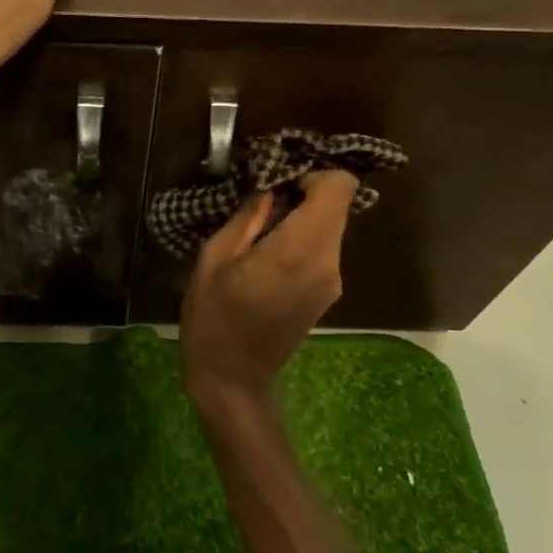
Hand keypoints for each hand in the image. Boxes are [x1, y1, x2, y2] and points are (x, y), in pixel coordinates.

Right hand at [179, 172, 359, 415]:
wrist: (232, 378)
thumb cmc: (212, 317)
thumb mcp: (215, 258)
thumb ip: (248, 217)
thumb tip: (270, 188)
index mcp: (298, 249)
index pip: (339, 187)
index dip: (313, 174)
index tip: (278, 182)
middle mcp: (327, 262)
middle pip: (336, 205)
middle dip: (304, 194)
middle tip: (261, 204)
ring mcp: (332, 281)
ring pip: (330, 226)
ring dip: (301, 218)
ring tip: (257, 232)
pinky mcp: (328, 293)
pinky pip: (323, 249)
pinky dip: (302, 239)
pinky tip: (266, 256)